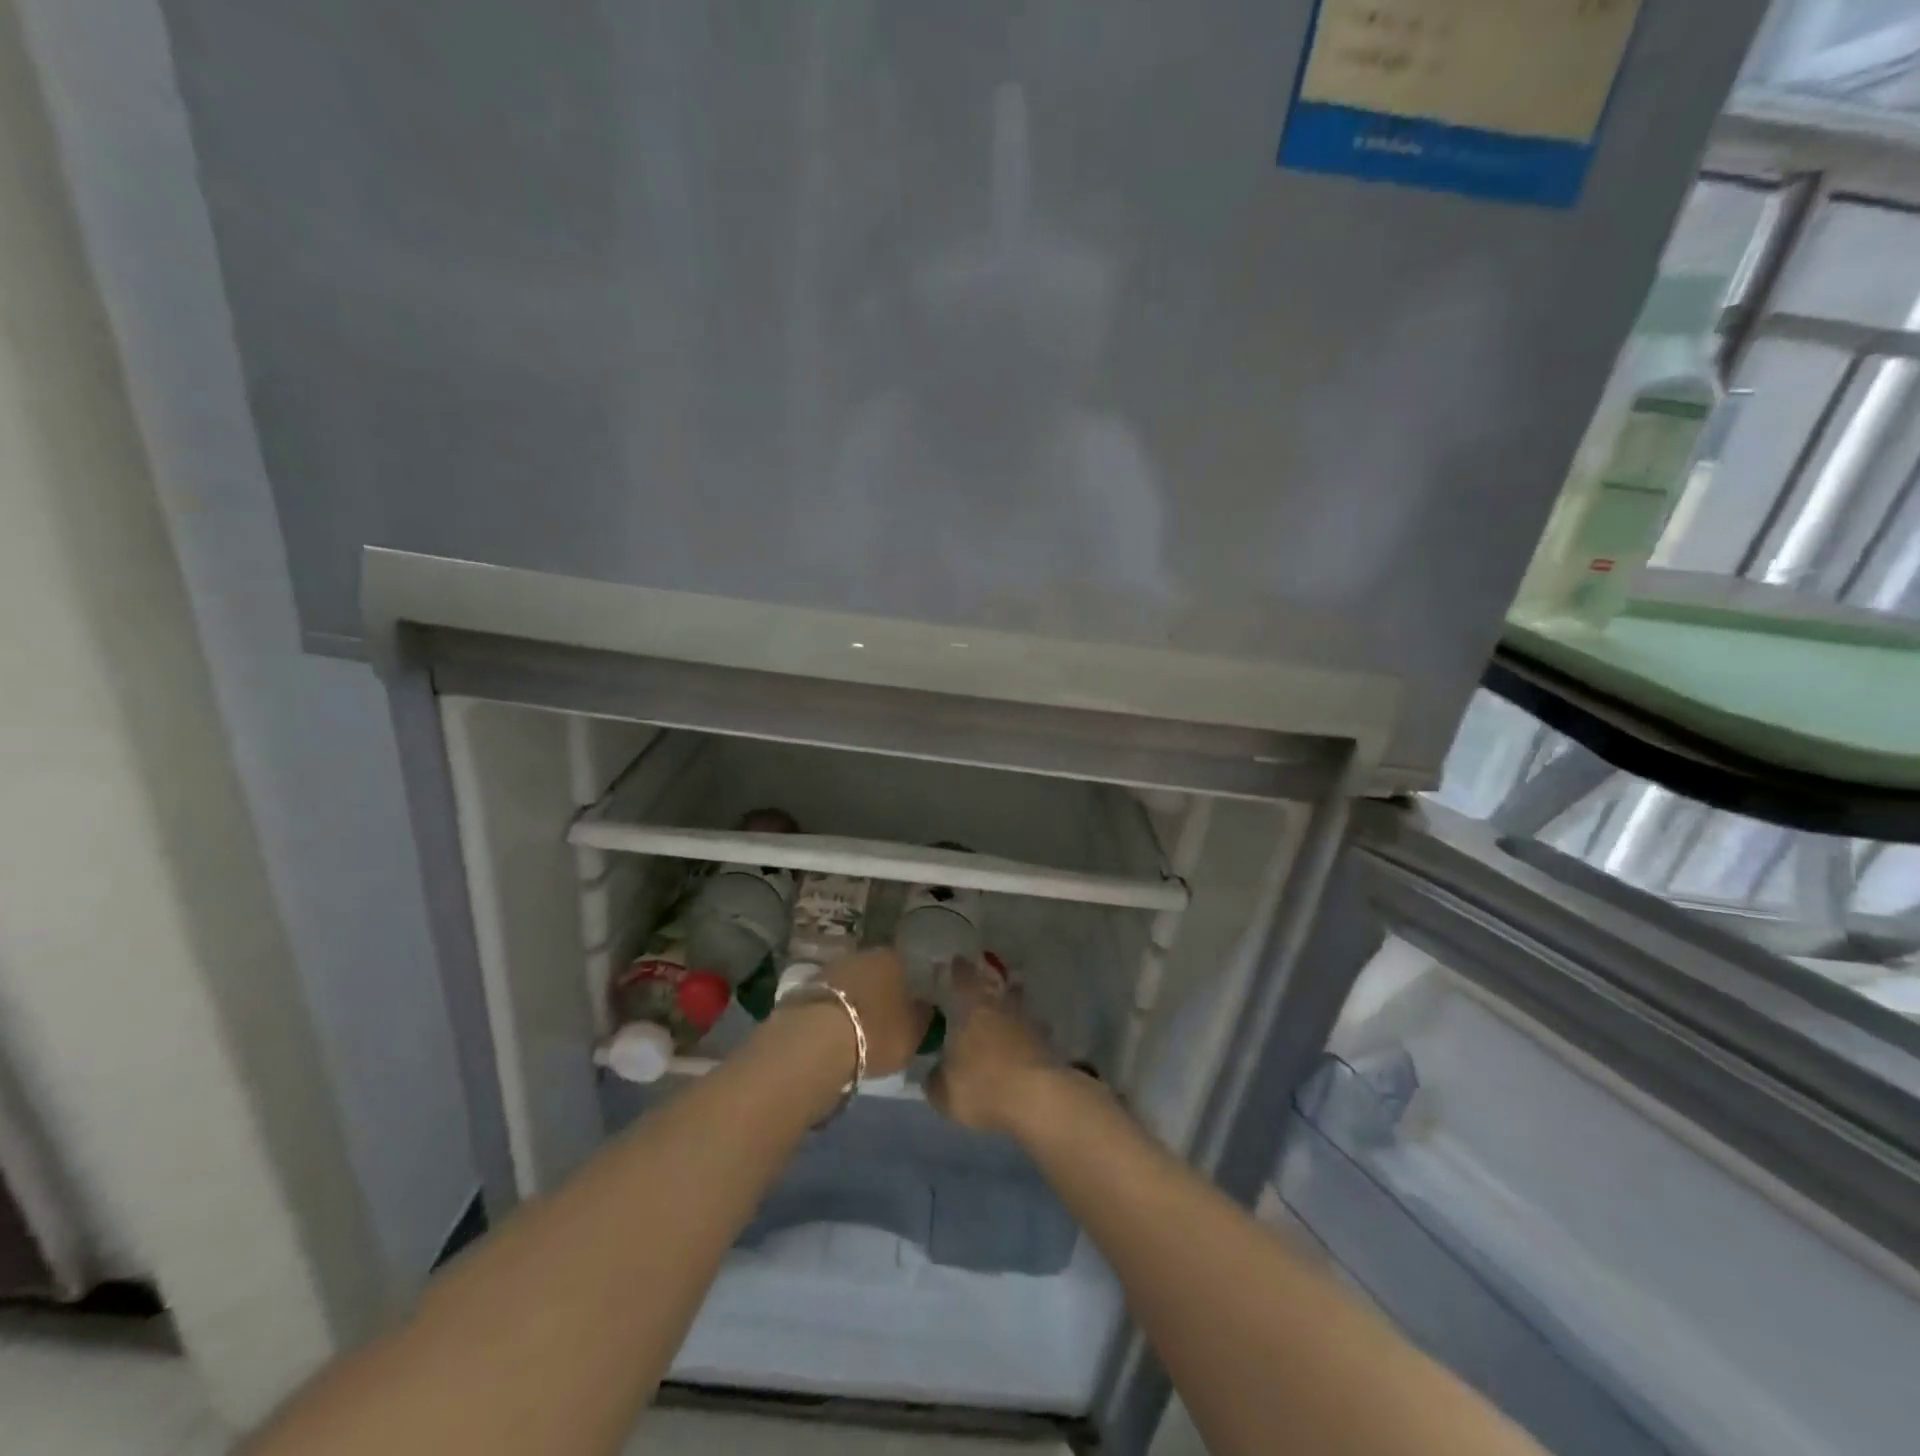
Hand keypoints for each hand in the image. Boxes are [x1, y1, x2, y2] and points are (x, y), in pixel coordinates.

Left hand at [819, 947, 931, 1078]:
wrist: (818, 1038)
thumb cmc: (877, 1032)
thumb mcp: (913, 1033)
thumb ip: (922, 1016)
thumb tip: (925, 1007)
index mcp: (894, 958)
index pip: (906, 968)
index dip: (907, 989)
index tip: (907, 1008)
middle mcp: (864, 954)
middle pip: (876, 972)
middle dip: (879, 992)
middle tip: (883, 1018)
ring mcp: (833, 967)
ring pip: (852, 982)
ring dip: (855, 999)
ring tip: (857, 1027)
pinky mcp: (807, 985)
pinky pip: (830, 997)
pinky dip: (834, 1009)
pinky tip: (836, 1029)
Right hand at [926, 962, 1059, 1135]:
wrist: (1036, 1098)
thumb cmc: (982, 1087)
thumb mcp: (945, 1093)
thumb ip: (936, 1080)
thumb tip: (934, 1074)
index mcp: (972, 1011)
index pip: (964, 982)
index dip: (959, 970)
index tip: (958, 959)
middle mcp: (1000, 1009)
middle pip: (995, 987)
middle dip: (989, 980)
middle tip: (986, 973)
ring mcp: (1027, 1024)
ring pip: (1019, 1005)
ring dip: (1015, 999)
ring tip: (1012, 995)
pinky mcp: (1047, 1044)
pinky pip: (1035, 1030)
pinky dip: (1031, 1031)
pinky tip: (1029, 1037)